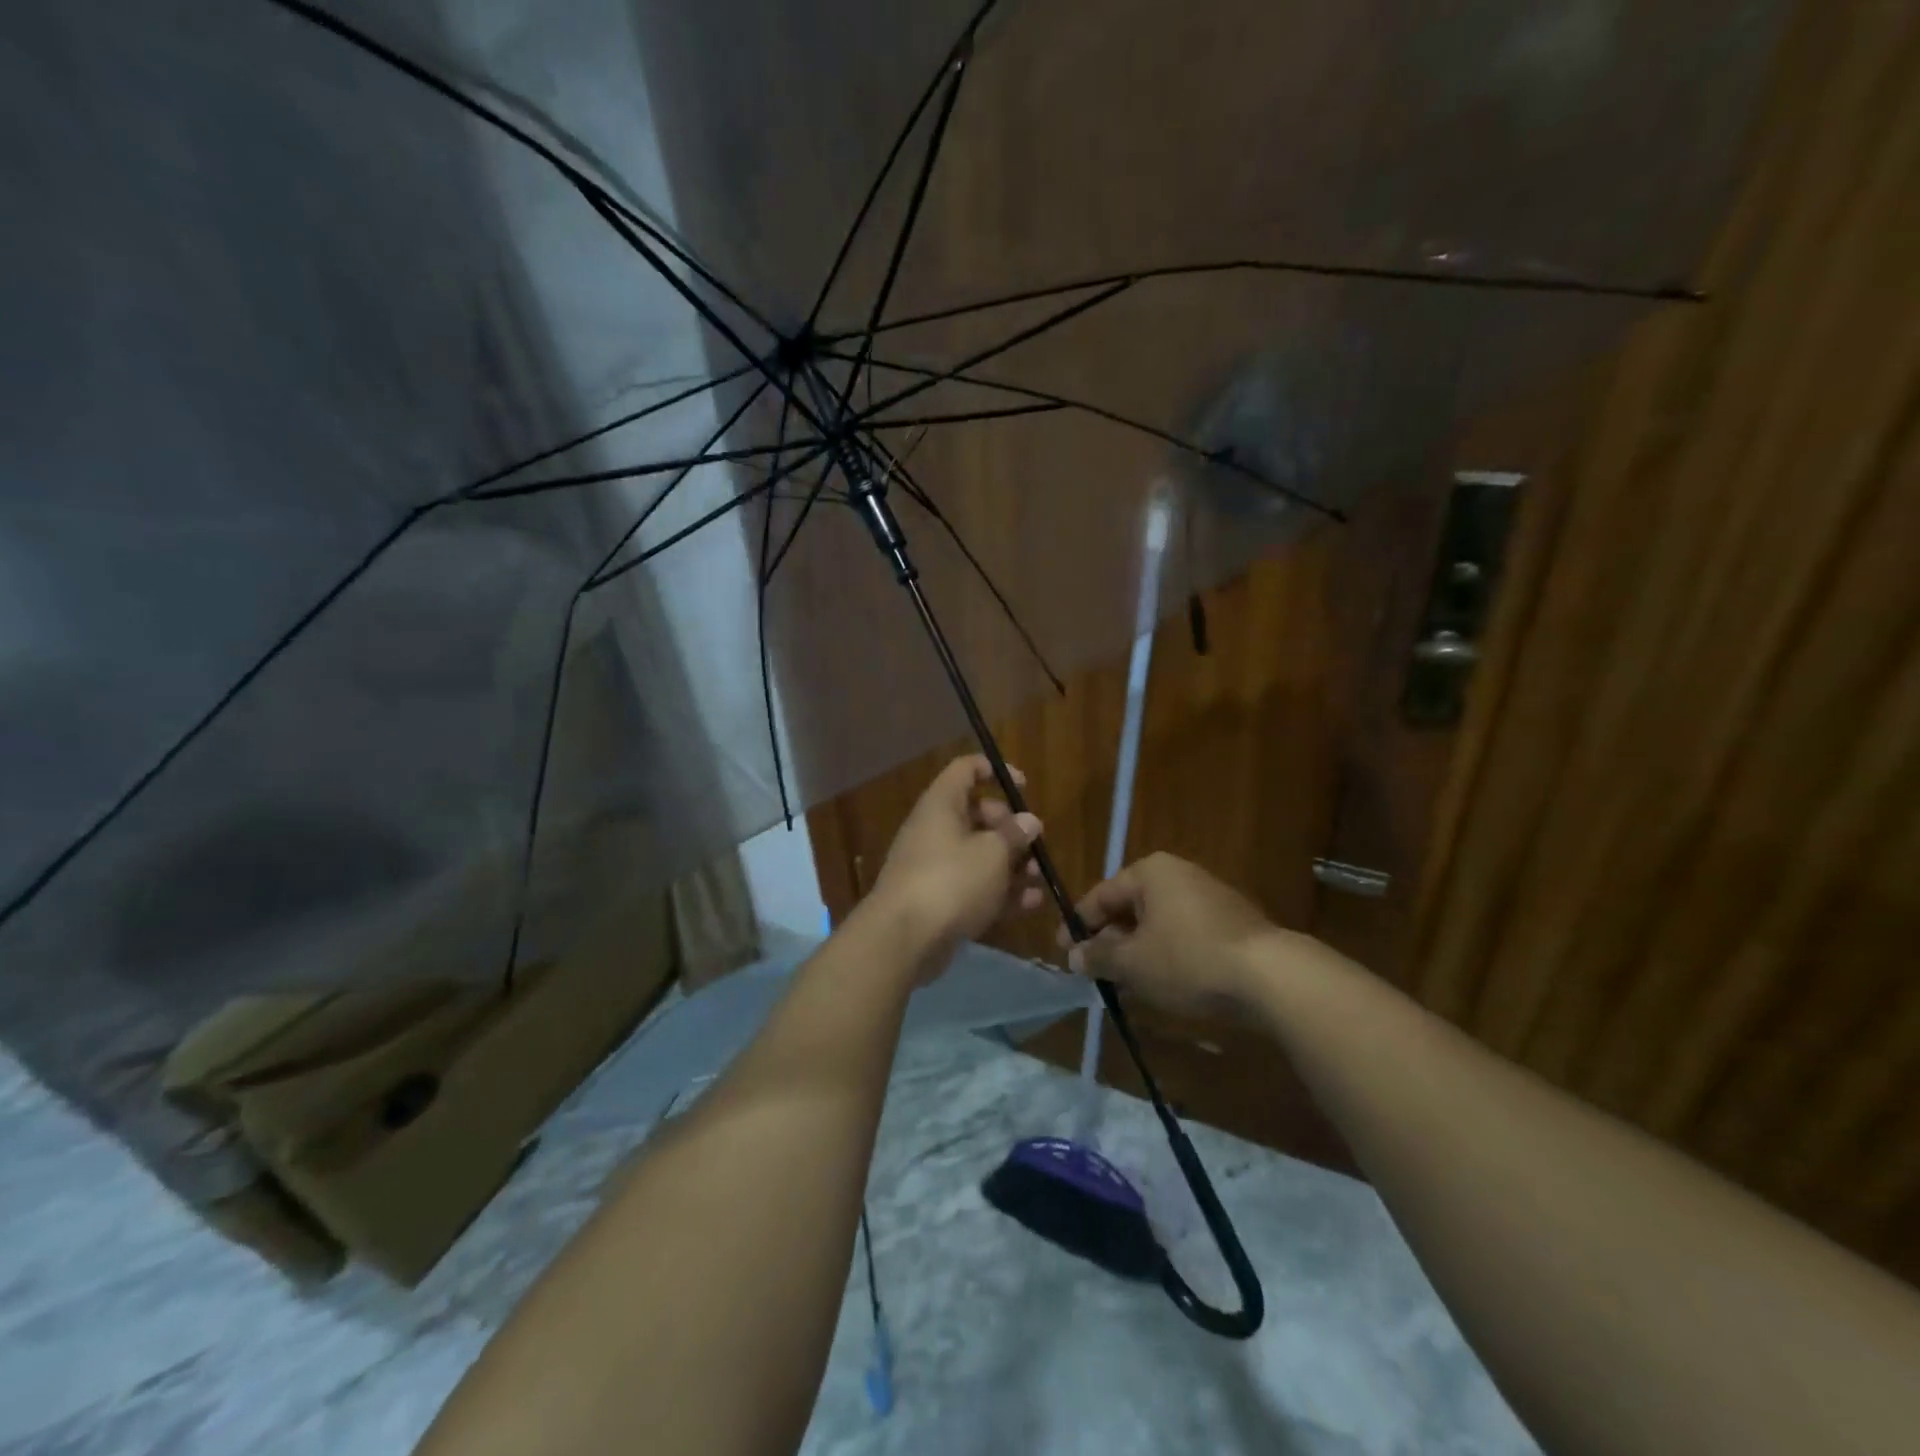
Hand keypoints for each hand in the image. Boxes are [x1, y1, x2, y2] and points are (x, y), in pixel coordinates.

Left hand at [871, 756, 1044, 956]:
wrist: (904, 939)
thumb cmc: (951, 880)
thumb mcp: (992, 853)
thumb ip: (1014, 835)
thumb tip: (1028, 820)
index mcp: (941, 805)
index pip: (965, 770)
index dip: (994, 771)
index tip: (1023, 786)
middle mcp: (934, 830)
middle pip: (976, 815)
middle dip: (1009, 827)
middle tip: (1034, 841)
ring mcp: (934, 867)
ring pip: (978, 855)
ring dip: (1011, 864)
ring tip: (1039, 876)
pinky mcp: (938, 901)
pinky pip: (974, 887)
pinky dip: (1000, 892)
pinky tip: (1031, 903)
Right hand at [1063, 852, 1299, 1017]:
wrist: (1271, 977)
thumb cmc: (1189, 960)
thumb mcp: (1133, 963)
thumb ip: (1098, 957)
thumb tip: (1073, 956)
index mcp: (1150, 873)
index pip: (1101, 895)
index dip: (1078, 924)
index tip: (1063, 951)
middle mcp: (1179, 875)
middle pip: (1130, 908)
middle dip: (1109, 941)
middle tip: (1093, 971)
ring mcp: (1208, 897)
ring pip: (1157, 924)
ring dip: (1137, 952)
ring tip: (1123, 984)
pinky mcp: (1230, 923)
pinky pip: (1183, 935)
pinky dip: (1165, 956)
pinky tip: (1160, 985)